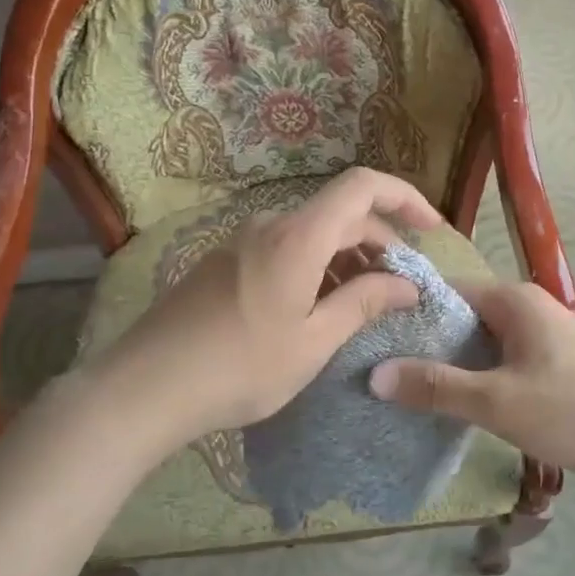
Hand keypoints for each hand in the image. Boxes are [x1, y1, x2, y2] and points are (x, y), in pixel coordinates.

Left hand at [81, 168, 442, 446]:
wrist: (142, 389)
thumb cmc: (239, 367)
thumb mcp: (313, 341)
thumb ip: (363, 303)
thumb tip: (407, 285)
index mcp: (298, 236)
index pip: (363, 186)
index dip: (405, 198)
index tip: (432, 230)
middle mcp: (270, 226)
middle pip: (339, 213)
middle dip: (380, 242)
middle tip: (401, 288)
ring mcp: (241, 243)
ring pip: (311, 234)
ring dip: (347, 258)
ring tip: (364, 303)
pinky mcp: (223, 264)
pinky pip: (284, 250)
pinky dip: (315, 267)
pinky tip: (316, 309)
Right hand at [370, 281, 574, 500]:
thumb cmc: (570, 412)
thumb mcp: (495, 401)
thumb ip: (435, 387)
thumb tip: (374, 375)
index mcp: (516, 300)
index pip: (449, 290)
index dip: (411, 310)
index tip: (375, 335)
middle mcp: (530, 308)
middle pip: (465, 316)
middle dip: (429, 341)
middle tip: (384, 367)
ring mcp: (545, 336)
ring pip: (484, 341)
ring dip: (454, 362)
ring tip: (409, 387)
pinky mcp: (554, 365)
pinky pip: (503, 360)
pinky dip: (479, 375)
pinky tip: (455, 402)